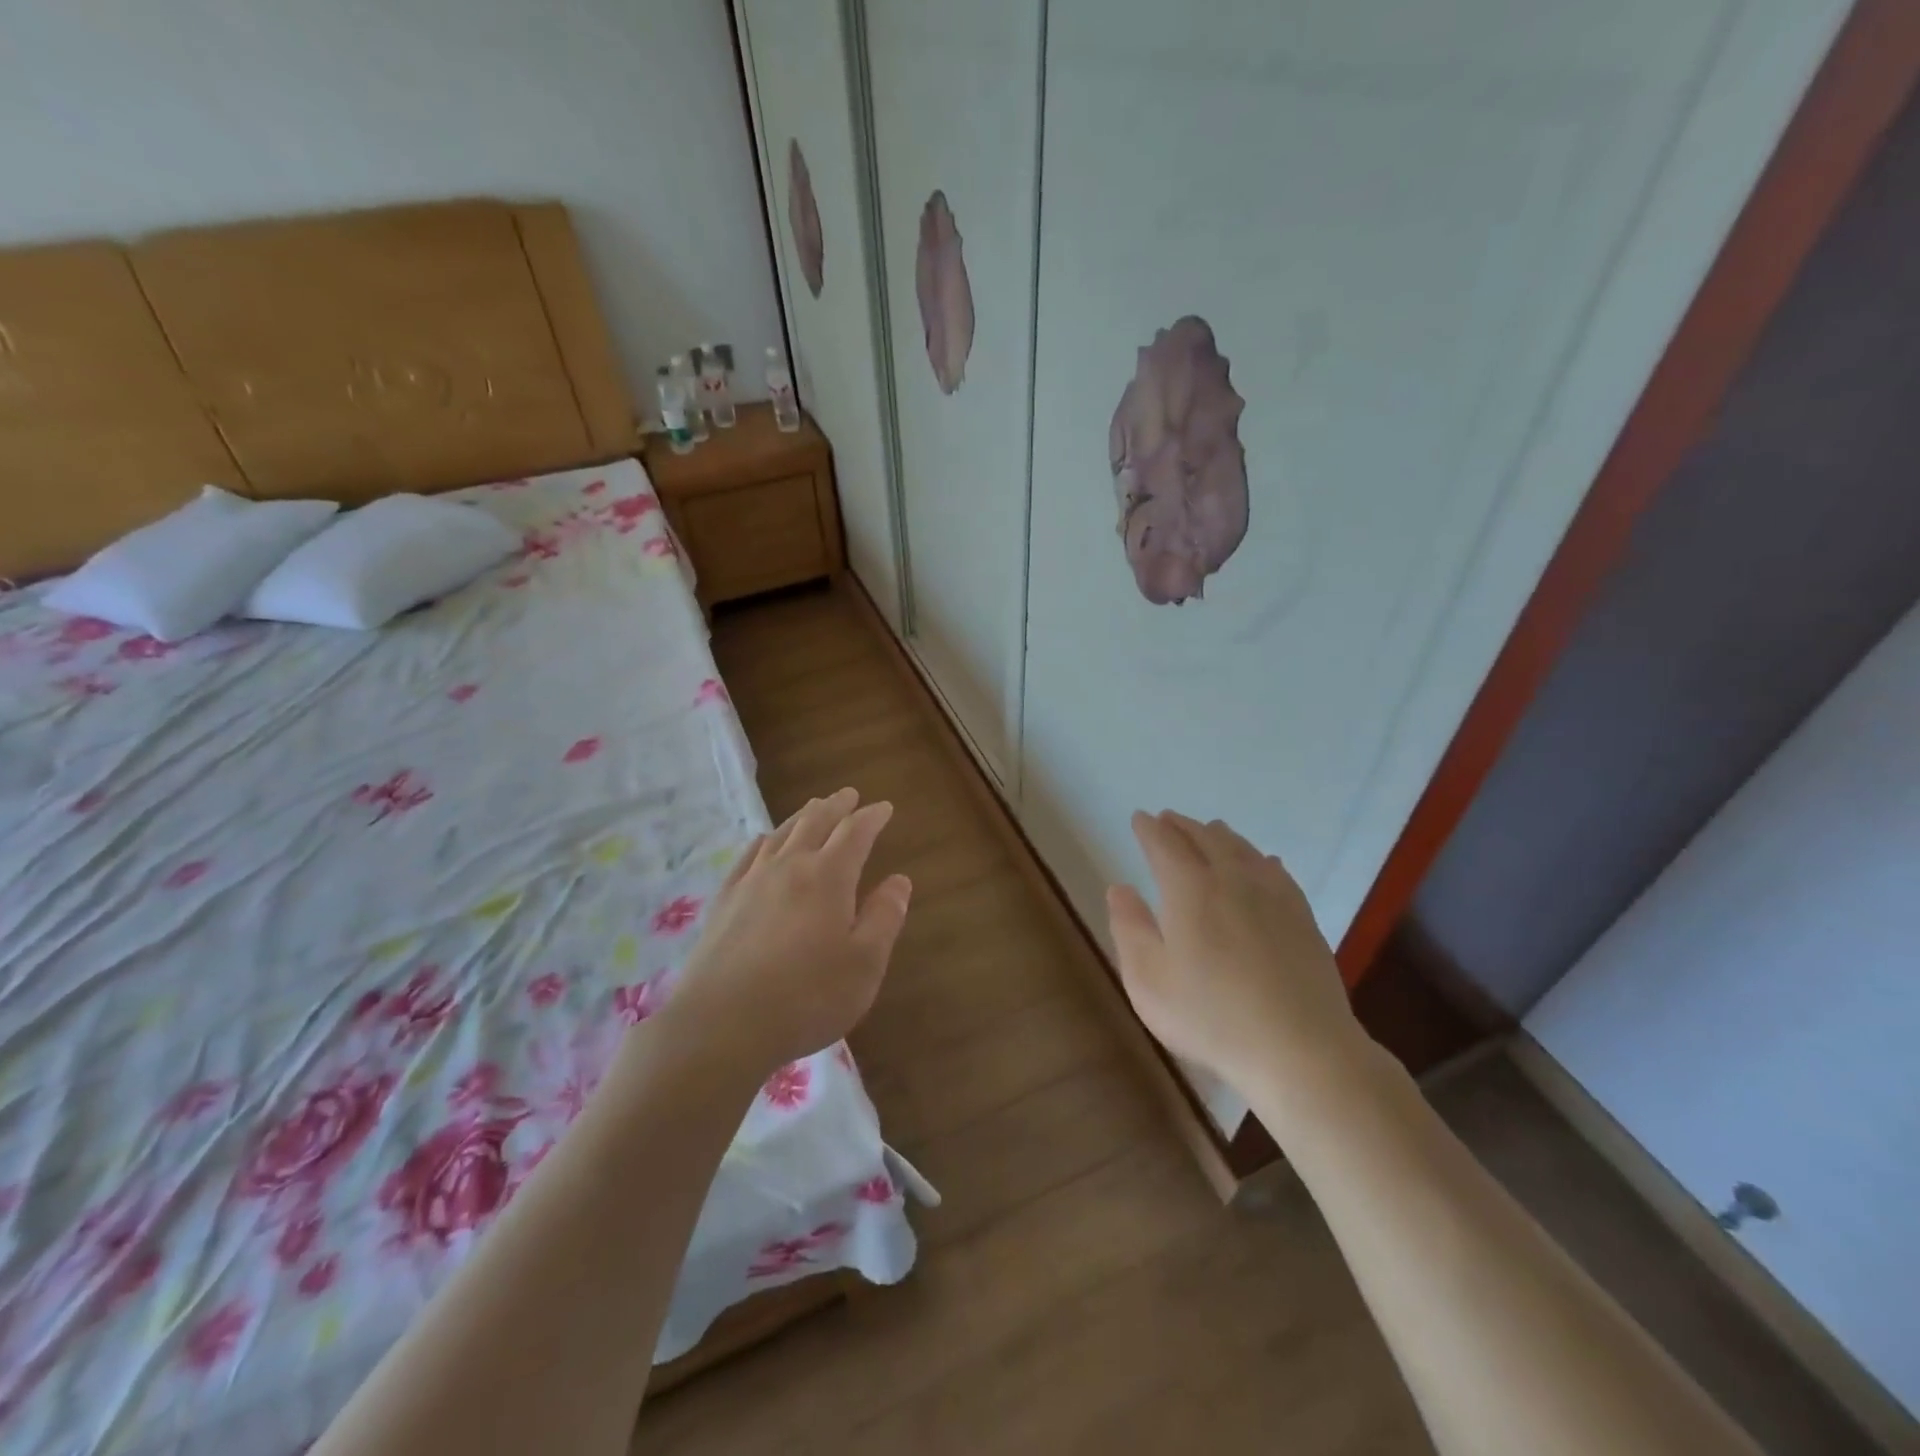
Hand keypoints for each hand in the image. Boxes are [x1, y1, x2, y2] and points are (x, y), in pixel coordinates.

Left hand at [665, 787, 911, 1076]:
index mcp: (829, 877)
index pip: (855, 833)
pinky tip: (764, 841)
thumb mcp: (864, 964)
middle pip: (816, 822)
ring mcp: (752, 881)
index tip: (884, 807)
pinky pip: (748, 855)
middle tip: (849, 794)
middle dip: (837, 806)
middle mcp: (790, 866)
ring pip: (781, 833)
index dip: (872, 817)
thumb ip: (884, 917)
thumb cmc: (806, 997)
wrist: (721, 1025)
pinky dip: (764, 840)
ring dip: (803, 816)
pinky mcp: (724, 901)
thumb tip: (899, 880)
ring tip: (814, 807)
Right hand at [1106, 811, 1368, 1115]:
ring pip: (1242, 849)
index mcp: (1189, 889)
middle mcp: (1231, 879)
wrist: (1299, 1049)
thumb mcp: (1148, 980)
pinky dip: (1259, 858)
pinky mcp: (1302, 916)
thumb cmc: (1210, 1017)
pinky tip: (1262, 862)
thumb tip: (1119, 888)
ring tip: (1209, 829)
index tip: (1139, 819)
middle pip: (1204, 838)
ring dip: (1219, 835)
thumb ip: (1129, 928)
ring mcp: (1273, 895)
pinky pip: (1276, 871)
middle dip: (1182, 826)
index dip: (1149, 829)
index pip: (1164, 844)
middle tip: (1167, 819)